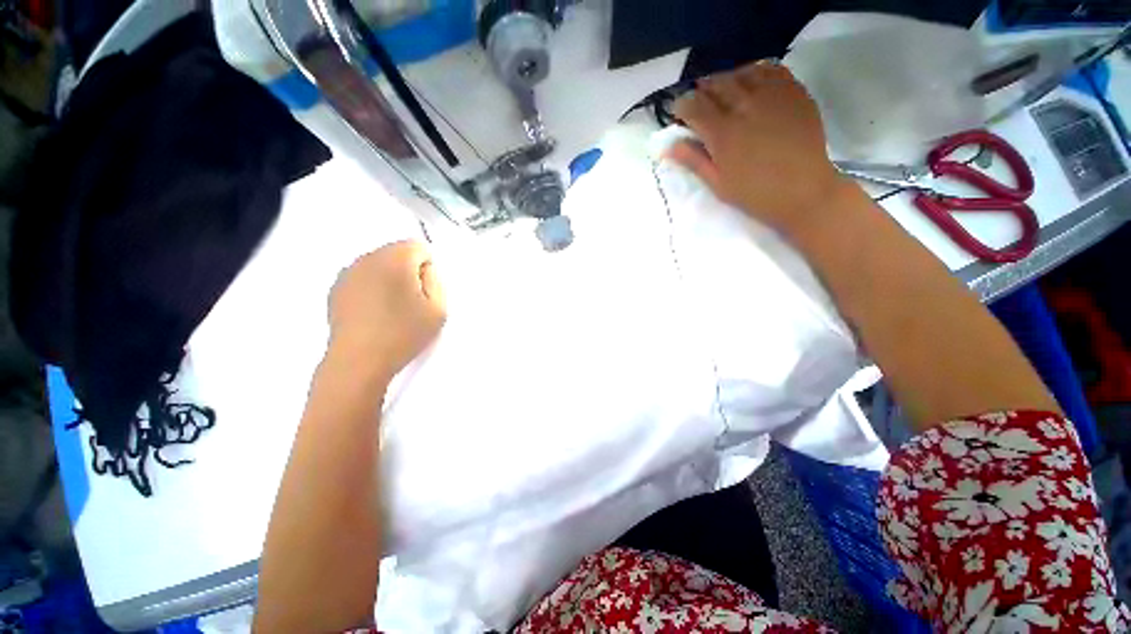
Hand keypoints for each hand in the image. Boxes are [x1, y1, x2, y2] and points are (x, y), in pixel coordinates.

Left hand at [327, 240, 445, 380]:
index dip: (427, 269)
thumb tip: (424, 269)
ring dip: (390, 279)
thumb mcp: (438, 309)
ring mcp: (347, 273)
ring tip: (392, 309)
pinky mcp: (336, 289)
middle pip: (397, 252)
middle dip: (408, 271)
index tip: (425, 293)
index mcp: (395, 259)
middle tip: (412, 302)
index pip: (418, 246)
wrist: (359, 362)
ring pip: (379, 264)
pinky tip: (374, 313)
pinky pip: (363, 277)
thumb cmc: (404, 334)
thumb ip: (436, 280)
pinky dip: (373, 287)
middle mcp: (367, 258)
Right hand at [668, 61, 851, 236]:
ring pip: (741, 72)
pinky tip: (751, 85)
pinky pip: (770, 69)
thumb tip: (668, 146)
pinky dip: (755, 73)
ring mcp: (772, 95)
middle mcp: (745, 106)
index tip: (680, 116)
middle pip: (715, 84)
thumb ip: (693, 160)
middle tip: (700, 105)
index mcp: (723, 133)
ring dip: (726, 80)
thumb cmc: (755, 194)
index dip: (681, 107)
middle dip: (702, 92)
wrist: (804, 190)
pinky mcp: (794, 92)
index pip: (693, 105)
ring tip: (724, 93)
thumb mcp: (717, 184)